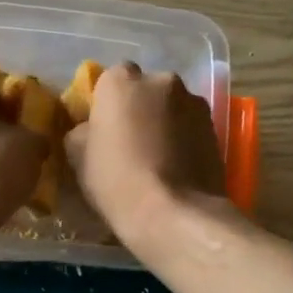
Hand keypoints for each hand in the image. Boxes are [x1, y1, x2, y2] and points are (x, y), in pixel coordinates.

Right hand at [64, 63, 227, 249]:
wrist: (174, 213)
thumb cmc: (116, 179)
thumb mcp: (77, 155)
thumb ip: (82, 129)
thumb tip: (91, 128)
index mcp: (121, 81)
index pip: (110, 79)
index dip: (107, 103)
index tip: (104, 127)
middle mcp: (161, 80)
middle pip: (145, 89)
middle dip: (139, 107)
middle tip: (132, 140)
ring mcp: (193, 101)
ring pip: (171, 105)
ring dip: (164, 121)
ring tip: (158, 156)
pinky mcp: (215, 126)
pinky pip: (191, 125)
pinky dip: (184, 137)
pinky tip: (177, 165)